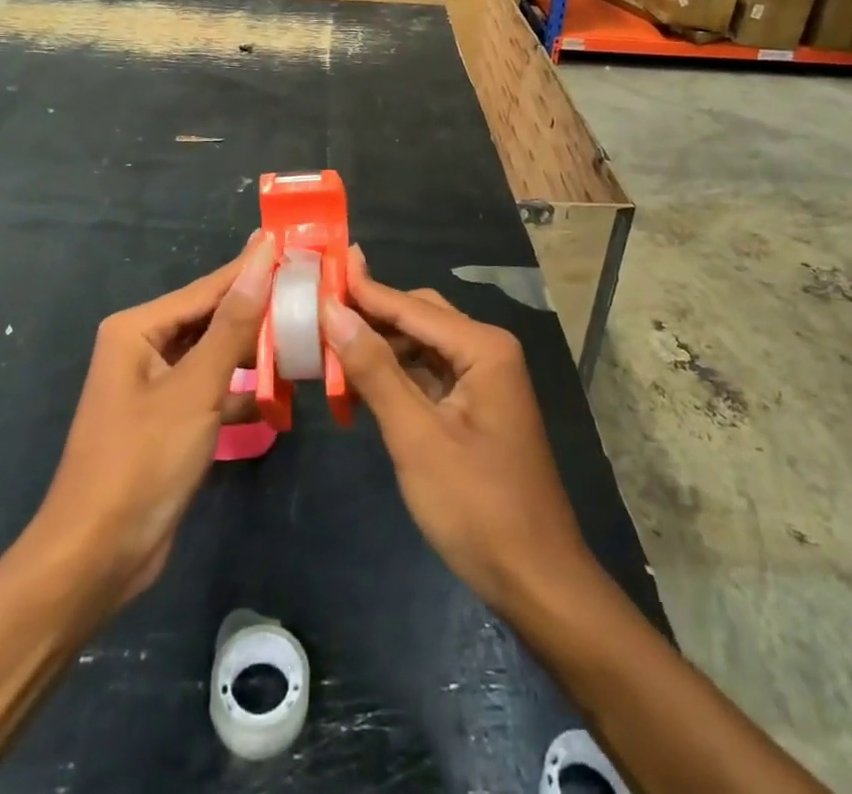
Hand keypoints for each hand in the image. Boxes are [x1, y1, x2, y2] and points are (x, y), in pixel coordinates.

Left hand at [31, 231, 275, 615]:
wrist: (95, 559)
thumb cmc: (142, 461)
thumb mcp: (195, 388)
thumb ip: (233, 324)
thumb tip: (262, 260)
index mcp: (138, 328)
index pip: (209, 287)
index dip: (254, 266)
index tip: (295, 242)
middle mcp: (144, 347)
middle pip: (213, 318)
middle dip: (259, 308)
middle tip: (311, 288)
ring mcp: (156, 386)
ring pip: (216, 354)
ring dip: (255, 351)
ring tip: (306, 333)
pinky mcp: (169, 420)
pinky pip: (212, 389)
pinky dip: (241, 390)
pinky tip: (280, 392)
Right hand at [319, 246, 592, 613]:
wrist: (537, 581)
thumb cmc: (477, 507)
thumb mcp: (416, 437)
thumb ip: (375, 370)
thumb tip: (333, 311)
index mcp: (483, 347)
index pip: (410, 306)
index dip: (361, 290)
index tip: (317, 269)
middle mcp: (487, 351)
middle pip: (418, 317)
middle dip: (369, 316)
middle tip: (315, 311)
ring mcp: (483, 380)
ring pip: (420, 346)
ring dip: (378, 348)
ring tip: (326, 346)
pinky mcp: (475, 408)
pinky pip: (428, 375)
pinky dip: (394, 376)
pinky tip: (359, 384)